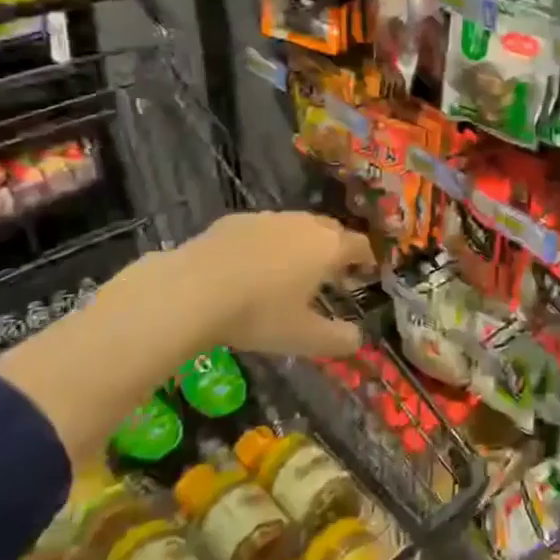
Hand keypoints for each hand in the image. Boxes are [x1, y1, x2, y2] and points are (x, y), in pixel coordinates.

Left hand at [126, 211, 375, 361]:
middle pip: (331, 229)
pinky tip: (252, 266)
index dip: (367, 258)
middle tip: (332, 273)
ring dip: (302, 243)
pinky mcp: (234, 220)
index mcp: (328, 248)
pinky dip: (268, 243)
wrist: (191, 291)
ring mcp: (268, 218)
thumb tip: (357, 340)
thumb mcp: (302, 338)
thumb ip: (336, 339)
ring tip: (292, 270)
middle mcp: (303, 224)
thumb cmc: (258, 314)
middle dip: (337, 248)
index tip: (367, 272)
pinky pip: (263, 229)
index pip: (360, 245)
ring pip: (296, 225)